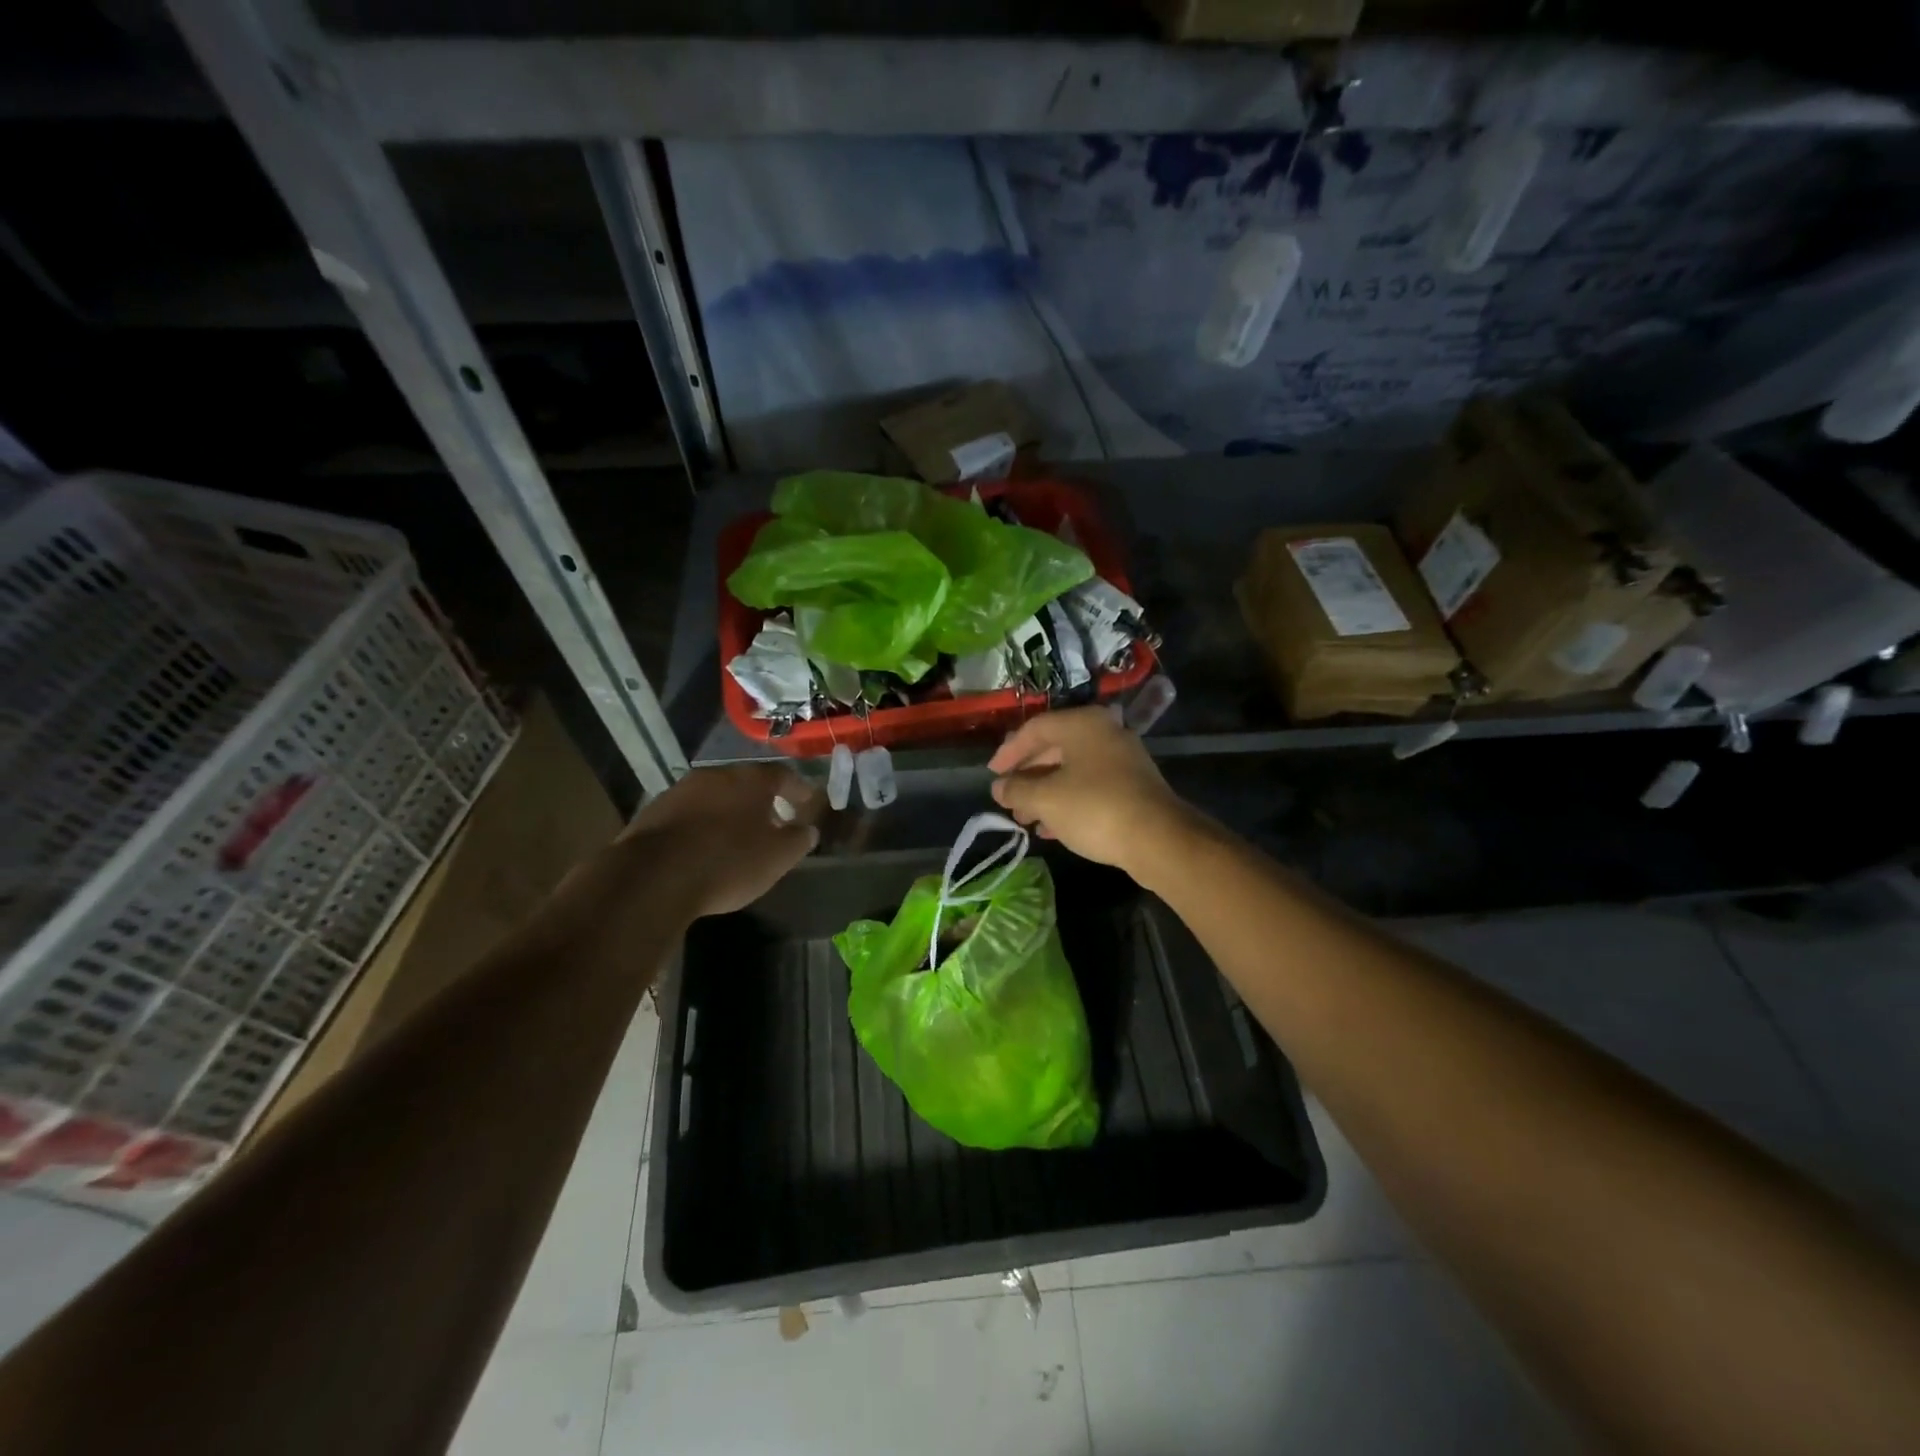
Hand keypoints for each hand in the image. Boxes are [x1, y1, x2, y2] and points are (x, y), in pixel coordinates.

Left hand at [620, 763, 824, 917]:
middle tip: (774, 820)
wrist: (653, 878)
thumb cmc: (727, 862)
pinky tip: (705, 846)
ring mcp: (681, 790)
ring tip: (738, 835)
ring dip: (730, 810)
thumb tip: (808, 830)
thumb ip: (798, 840)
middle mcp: (716, 774)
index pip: (783, 775)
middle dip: (762, 800)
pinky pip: (690, 812)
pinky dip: (703, 823)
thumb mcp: (777, 858)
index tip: (807, 804)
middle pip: (747, 782)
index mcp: (751, 779)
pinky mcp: (654, 811)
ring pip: (716, 795)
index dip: (798, 790)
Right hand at [988, 707, 1190, 878]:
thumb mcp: (1046, 799)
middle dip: (1027, 776)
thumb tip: (999, 787)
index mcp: (1083, 725)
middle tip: (1007, 798)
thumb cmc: (1095, 808)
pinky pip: (1090, 788)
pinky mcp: (1132, 788)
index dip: (1009, 751)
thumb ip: (1017, 789)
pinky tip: (1050, 828)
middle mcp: (1104, 734)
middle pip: (1054, 749)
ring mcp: (1122, 761)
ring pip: (1072, 771)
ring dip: (1044, 793)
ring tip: (1024, 818)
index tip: (992, 774)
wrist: (1158, 840)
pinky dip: (1067, 802)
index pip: (1035, 728)